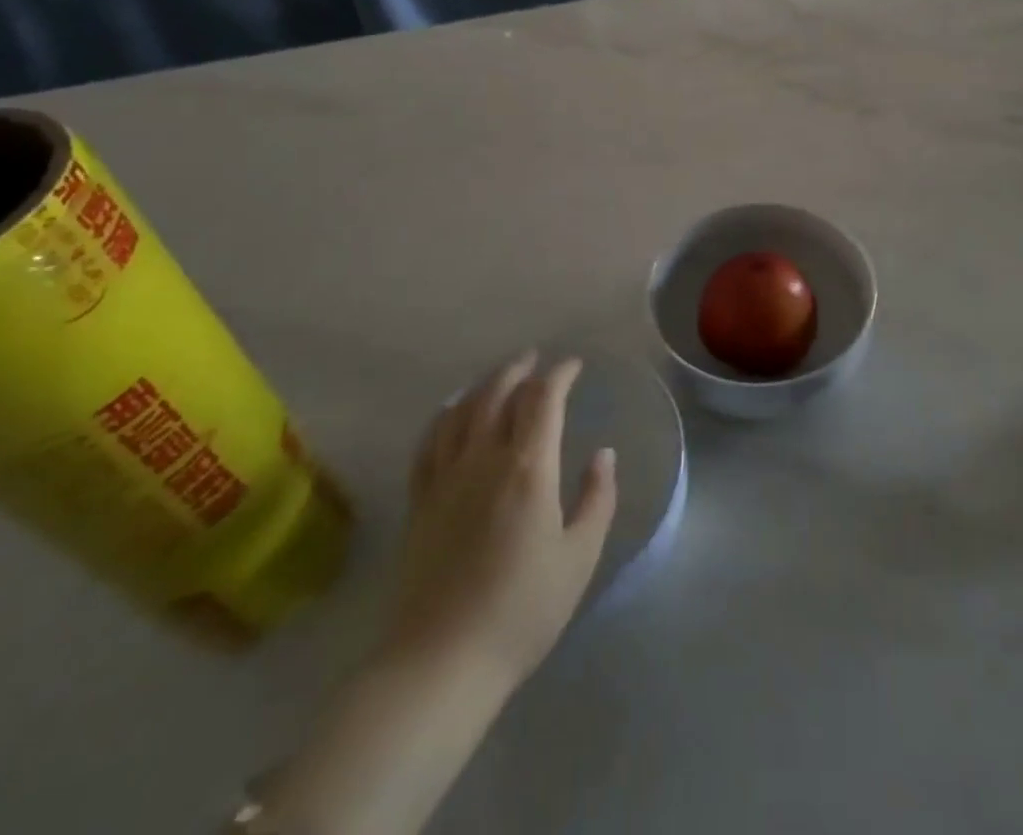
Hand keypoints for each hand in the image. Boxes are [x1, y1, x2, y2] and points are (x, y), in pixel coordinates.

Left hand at [384, 352, 617, 689]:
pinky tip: (451, 414)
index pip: (544, 399)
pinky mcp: (419, 502)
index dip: (560, 374)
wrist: (439, 664)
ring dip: (483, 385)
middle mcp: (484, 459)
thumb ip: (596, 499)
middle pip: (498, 394)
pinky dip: (444, 416)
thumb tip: (604, 455)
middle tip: (536, 359)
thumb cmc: (521, 611)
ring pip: (462, 410)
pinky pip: (429, 442)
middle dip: (520, 369)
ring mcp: (445, 479)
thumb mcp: (579, 557)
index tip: (574, 366)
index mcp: (529, 468)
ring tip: (498, 377)